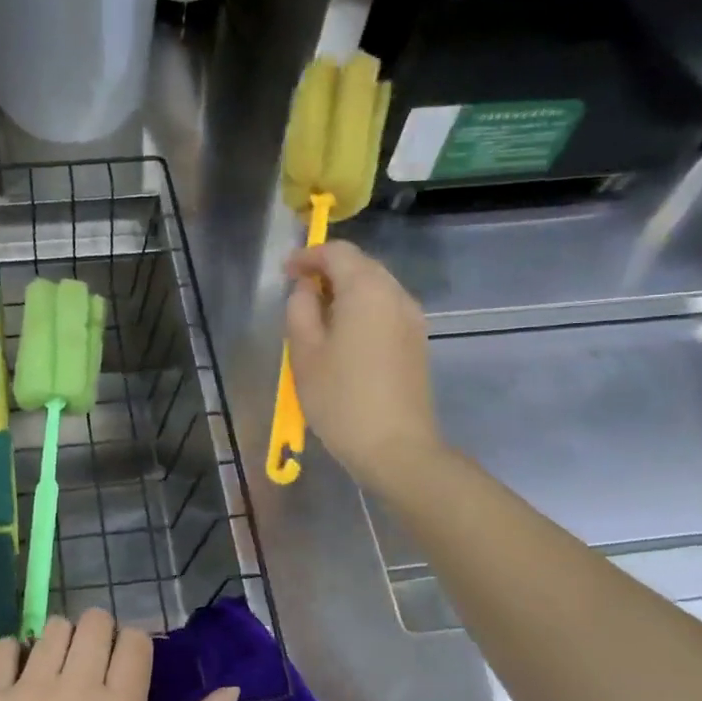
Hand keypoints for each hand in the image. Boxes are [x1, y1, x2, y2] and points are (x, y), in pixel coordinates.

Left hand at [0, 610, 239, 700]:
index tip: (126, 671)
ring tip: (58, 677)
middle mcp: (74, 689)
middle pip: (94, 621)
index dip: (134, 648)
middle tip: (92, 671)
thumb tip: (230, 690)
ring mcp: (26, 691)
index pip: (134, 638)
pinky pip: (4, 645)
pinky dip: (15, 653)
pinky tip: (20, 680)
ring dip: (62, 644)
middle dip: (100, 637)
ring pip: (54, 628)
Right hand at [285, 240, 442, 491]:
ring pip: (375, 288)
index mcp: (367, 291)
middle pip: (361, 266)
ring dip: (345, 291)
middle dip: (328, 271)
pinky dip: (361, 310)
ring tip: (316, 316)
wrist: (396, 448)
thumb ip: (300, 310)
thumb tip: (305, 289)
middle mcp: (396, 295)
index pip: (338, 253)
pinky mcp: (416, 342)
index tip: (285, 272)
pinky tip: (342, 336)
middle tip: (297, 292)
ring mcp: (412, 320)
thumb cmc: (341, 399)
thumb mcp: (305, 353)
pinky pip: (385, 310)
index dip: (309, 256)